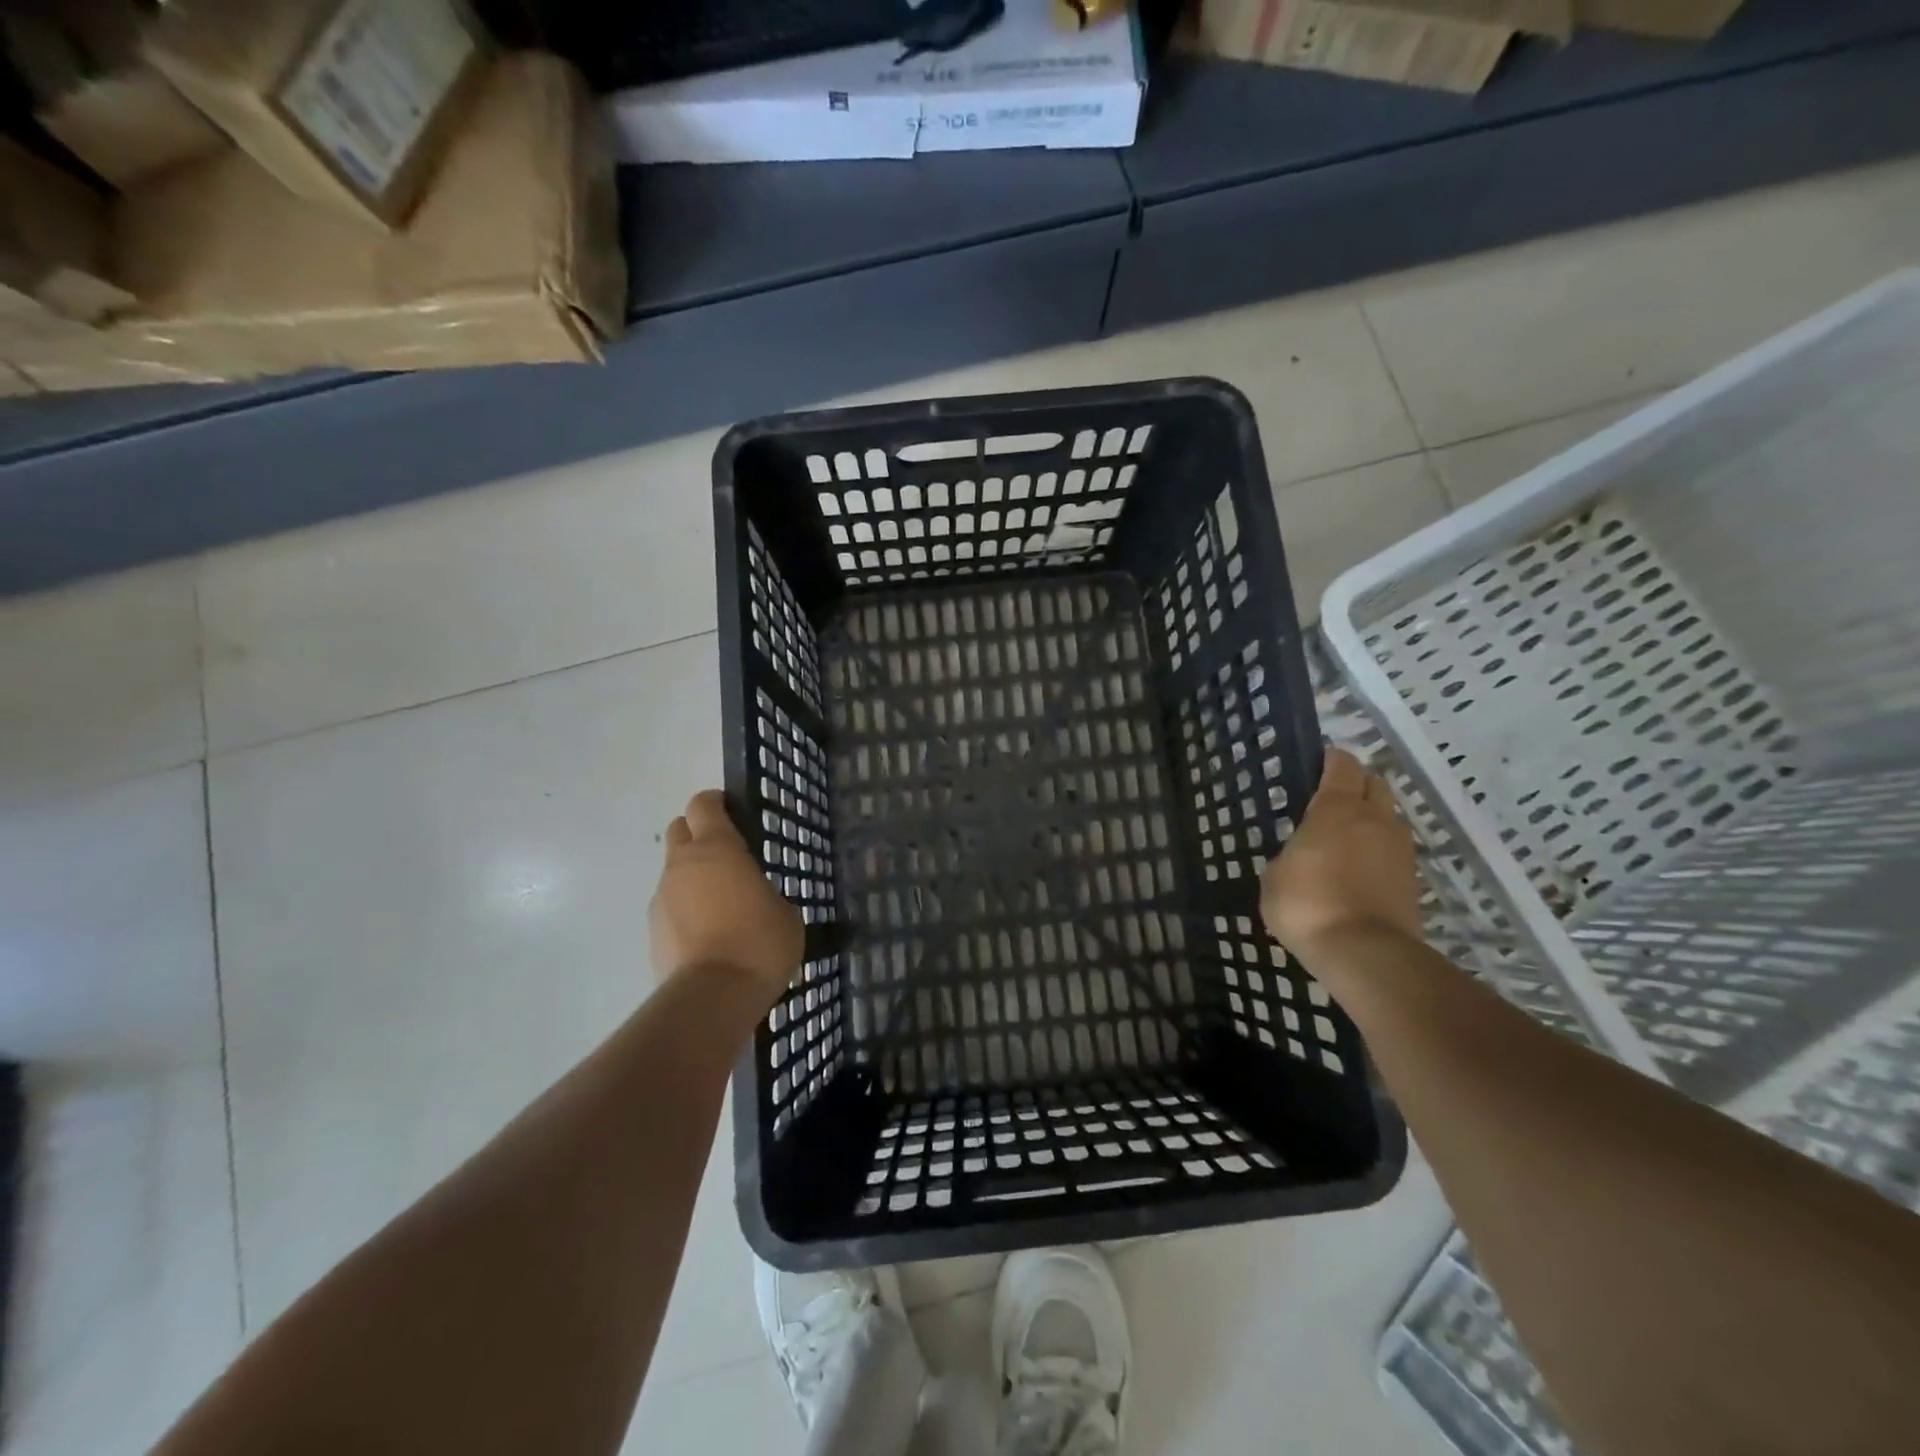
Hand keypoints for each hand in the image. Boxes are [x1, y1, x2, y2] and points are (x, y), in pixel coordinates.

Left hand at [649, 790, 803, 1003]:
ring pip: (674, 872)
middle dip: (697, 834)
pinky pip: (670, 907)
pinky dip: (685, 911)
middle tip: (726, 856)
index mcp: (717, 848)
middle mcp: (682, 864)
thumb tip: (756, 897)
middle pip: (679, 830)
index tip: (732, 810)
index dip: (716, 802)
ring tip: (721, 906)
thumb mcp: (784, 910)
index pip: (704, 804)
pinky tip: (708, 936)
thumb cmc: (759, 941)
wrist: (714, 995)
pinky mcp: (652, 931)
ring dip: (693, 878)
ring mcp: (662, 897)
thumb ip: (764, 891)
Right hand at [1261, 748, 1422, 960]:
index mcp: (1336, 808)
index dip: (1330, 760)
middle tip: (1331, 800)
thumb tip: (1300, 856)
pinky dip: (1379, 852)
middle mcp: (1374, 819)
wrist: (1364, 953)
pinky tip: (1359, 870)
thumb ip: (1290, 855)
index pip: (1342, 764)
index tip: (1316, 765)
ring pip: (1389, 818)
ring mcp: (1399, 849)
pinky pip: (1394, 851)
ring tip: (1346, 839)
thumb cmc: (1307, 904)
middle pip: (1375, 784)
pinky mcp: (1413, 880)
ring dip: (1372, 819)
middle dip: (1357, 785)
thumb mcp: (1275, 876)